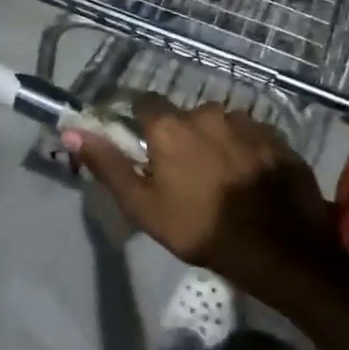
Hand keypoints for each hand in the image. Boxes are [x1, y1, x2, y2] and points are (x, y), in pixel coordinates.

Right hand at [68, 96, 343, 294]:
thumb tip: (70, 130)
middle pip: (185, 117)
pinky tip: (249, 180)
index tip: (143, 146)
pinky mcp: (278, 138)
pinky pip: (251, 137)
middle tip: (184, 173)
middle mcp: (209, 112)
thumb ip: (107, 163)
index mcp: (171, 126)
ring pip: (221, 126)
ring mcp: (248, 123)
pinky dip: (245, 151)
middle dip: (181, 137)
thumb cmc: (199, 228)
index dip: (140, 122)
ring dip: (215, 143)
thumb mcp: (142, 204)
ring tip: (220, 179)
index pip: (144, 103)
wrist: (277, 246)